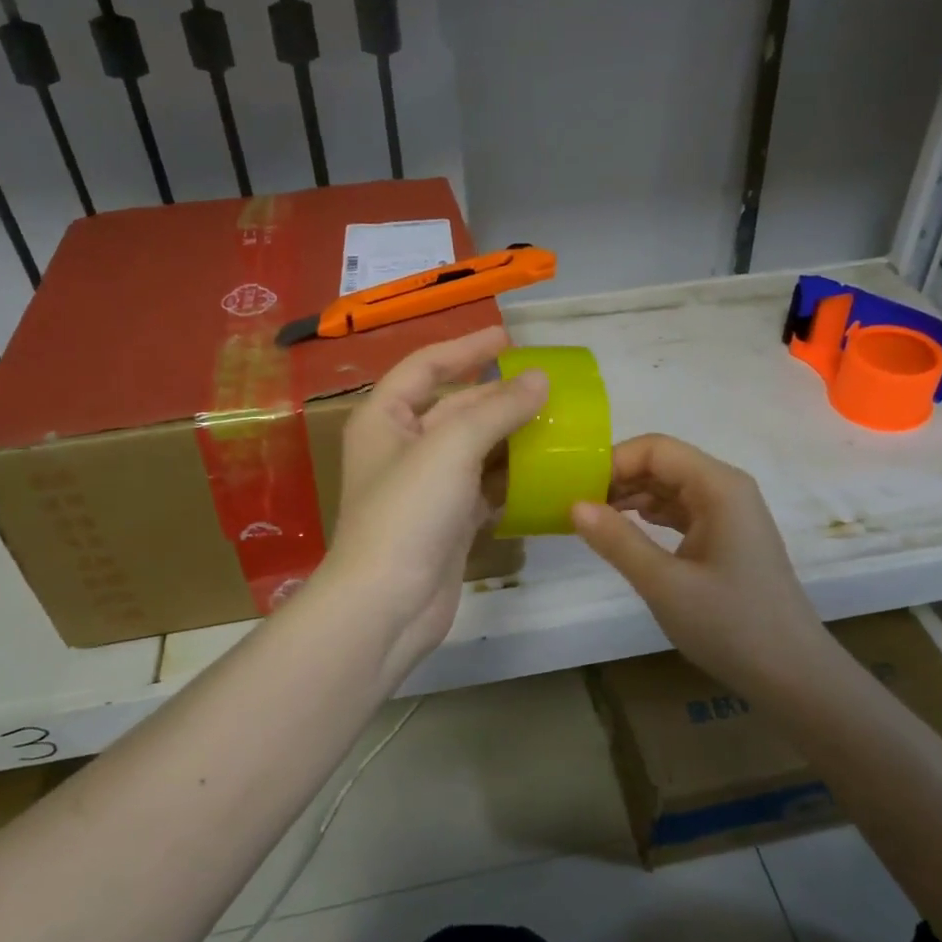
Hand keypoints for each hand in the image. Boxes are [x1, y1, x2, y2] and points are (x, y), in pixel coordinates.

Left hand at [321, 327, 547, 669]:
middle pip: (455, 407)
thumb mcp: (452, 447)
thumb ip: (497, 409)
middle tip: (548, 386)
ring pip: (474, 449)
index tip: (509, 337)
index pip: (426, 366)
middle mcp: (402, 447)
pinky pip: (483, 486)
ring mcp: (425, 487)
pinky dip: (510, 477)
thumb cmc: (408, 512)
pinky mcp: (447, 522)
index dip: (466, 347)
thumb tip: (539, 380)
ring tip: (557, 422)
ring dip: (511, 436)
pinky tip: (543, 471)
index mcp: (385, 418)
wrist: (387, 604)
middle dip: (498, 395)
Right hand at [572, 434, 827, 693]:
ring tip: (592, 521)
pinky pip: (681, 511)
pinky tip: (624, 533)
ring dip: (631, 497)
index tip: (575, 490)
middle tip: (575, 507)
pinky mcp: (727, 537)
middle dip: (618, 478)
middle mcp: (726, 489)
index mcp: (718, 487)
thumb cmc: (730, 625)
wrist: (792, 674)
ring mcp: (729, 513)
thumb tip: (574, 505)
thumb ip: (617, 540)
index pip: (655, 449)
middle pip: (663, 463)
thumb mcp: (664, 584)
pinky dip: (650, 516)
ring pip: (670, 487)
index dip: (612, 461)